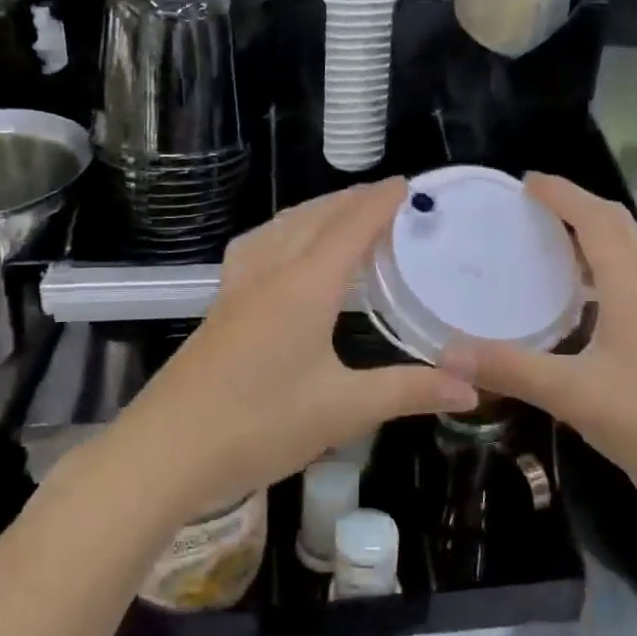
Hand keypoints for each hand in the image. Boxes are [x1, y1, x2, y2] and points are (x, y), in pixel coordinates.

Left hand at [118, 179, 478, 522]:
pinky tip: (284, 250)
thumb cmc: (259, 425)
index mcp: (305, 286)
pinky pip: (258, 246)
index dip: (381, 202)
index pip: (351, 226)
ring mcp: (239, 286)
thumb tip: (471, 387)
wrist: (165, 452)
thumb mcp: (343, 411)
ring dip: (317, 211)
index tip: (408, 184)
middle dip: (352, 199)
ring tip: (344, 214)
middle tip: (388, 197)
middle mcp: (271, 272)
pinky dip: (285, 231)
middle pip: (315, 217)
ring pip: (282, 227)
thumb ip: (409, 391)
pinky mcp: (221, 305)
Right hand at [441, 174, 636, 494]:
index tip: (526, 181)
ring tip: (551, 242)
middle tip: (535, 206)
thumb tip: (447, 353)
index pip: (596, 219)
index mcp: (632, 286)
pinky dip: (604, 269)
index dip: (563, 194)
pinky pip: (634, 281)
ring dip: (594, 235)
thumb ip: (510, 369)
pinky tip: (582, 300)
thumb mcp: (574, 395)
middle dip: (578, 205)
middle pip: (618, 226)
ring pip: (630, 253)